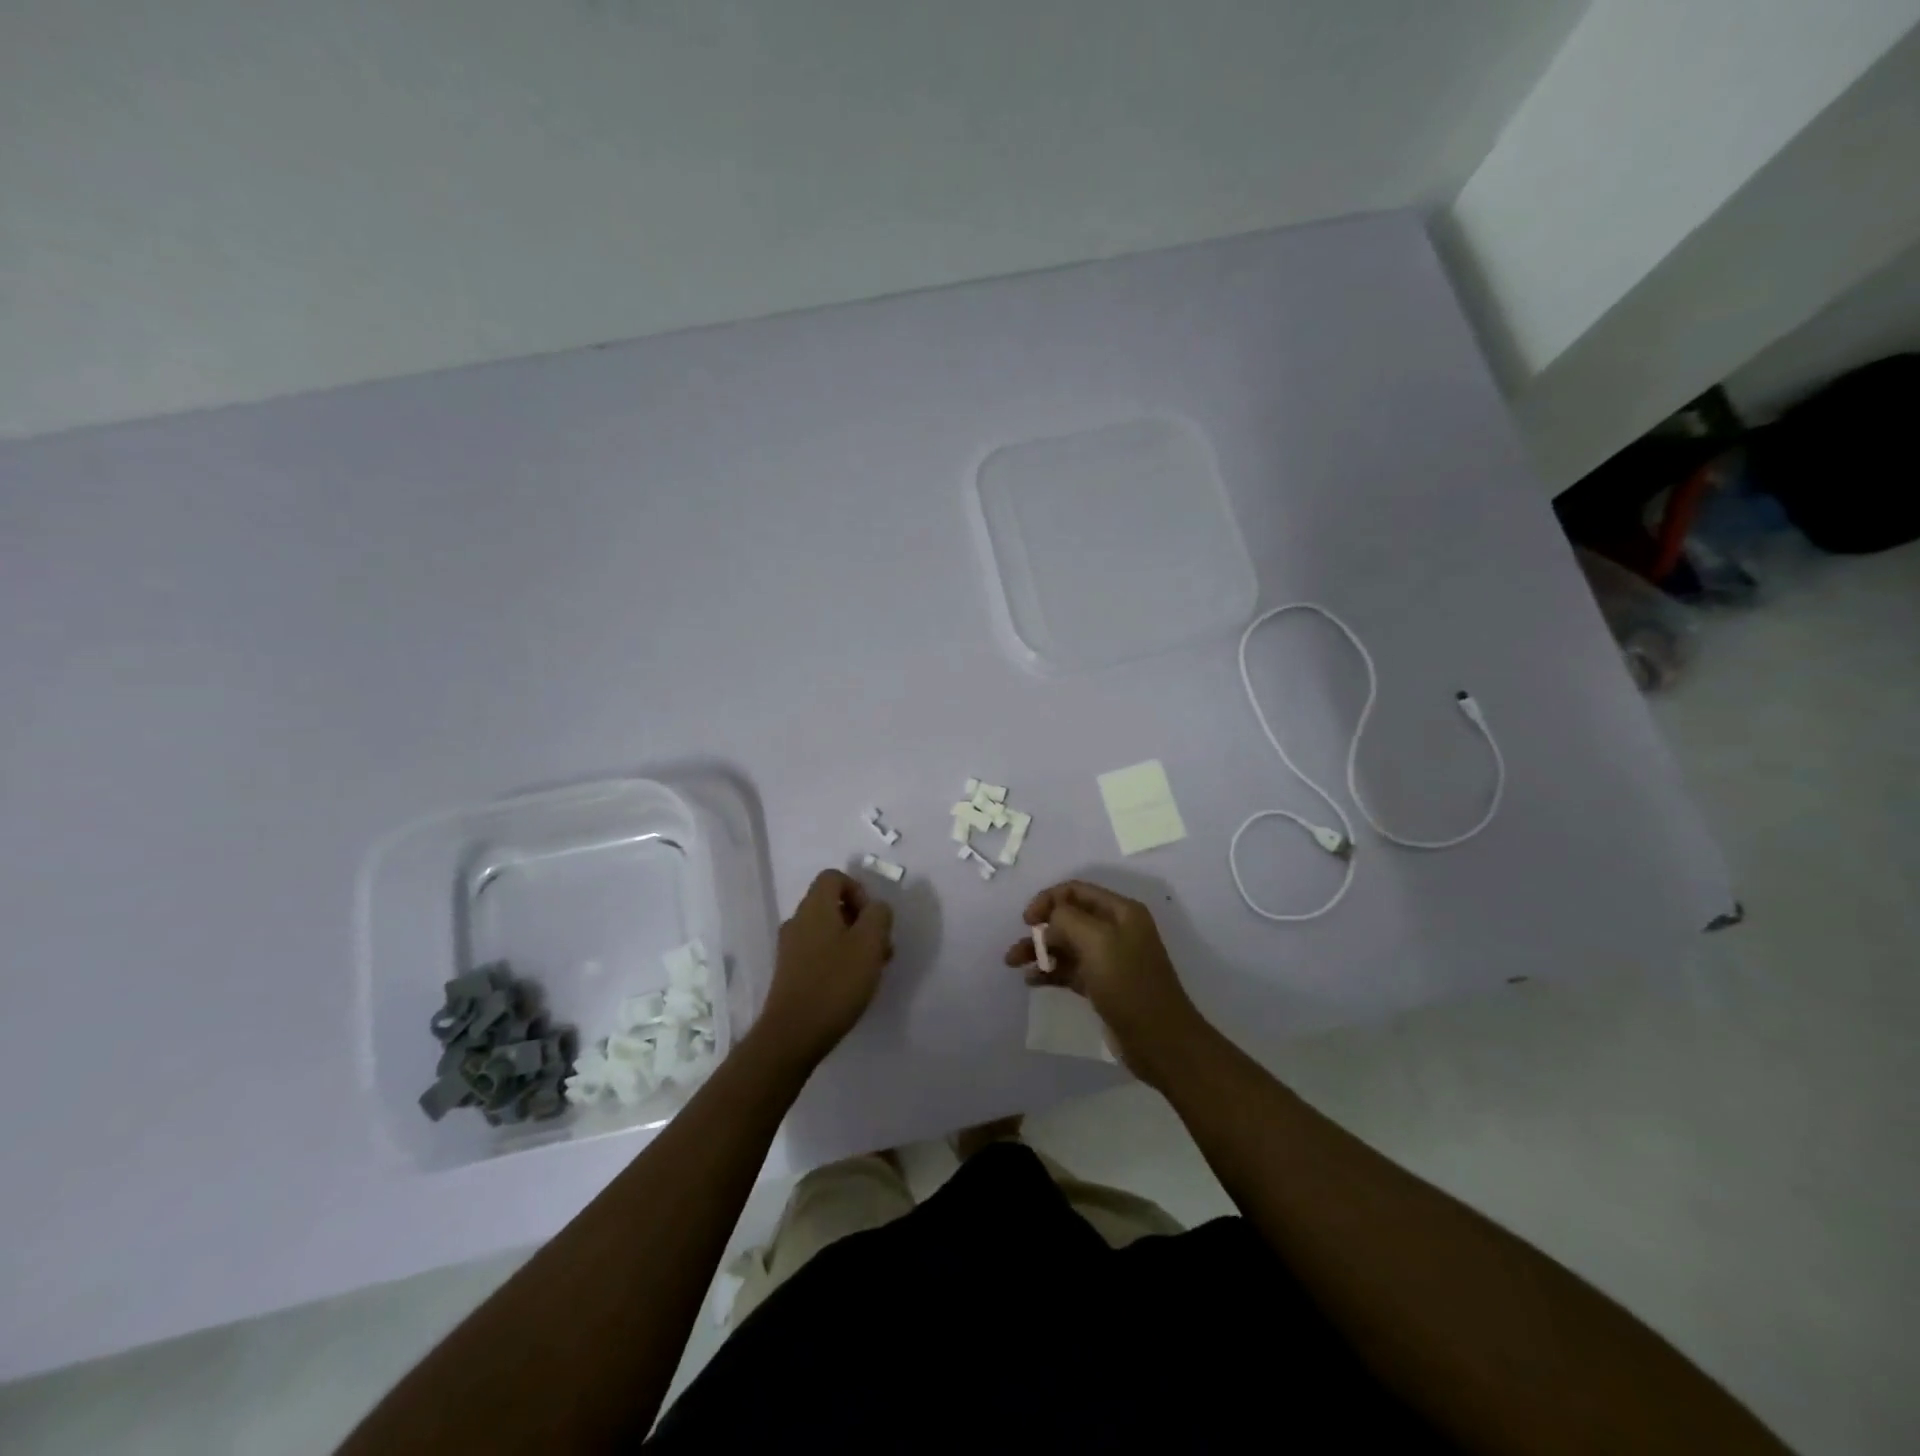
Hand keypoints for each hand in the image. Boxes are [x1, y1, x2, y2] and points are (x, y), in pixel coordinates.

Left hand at [756, 868, 893, 1068]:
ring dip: (852, 941)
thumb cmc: (835, 982)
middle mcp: (798, 920)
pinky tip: (851, 984)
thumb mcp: (870, 943)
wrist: (792, 1034)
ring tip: (871, 969)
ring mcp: (790, 947)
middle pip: (831, 904)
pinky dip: (837, 958)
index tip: (872, 918)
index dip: (858, 890)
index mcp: (815, 907)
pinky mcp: (789, 972)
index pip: (834, 877)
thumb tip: (875, 908)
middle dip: (860, 920)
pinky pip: (818, 951)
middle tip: (880, 947)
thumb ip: (879, 915)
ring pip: (827, 930)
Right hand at [1005, 879, 1212, 1087]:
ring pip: (1066, 945)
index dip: (1048, 900)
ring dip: (1039, 951)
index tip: (1026, 920)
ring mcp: (1109, 958)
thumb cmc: (1128, 984)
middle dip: (1040, 930)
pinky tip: (1031, 980)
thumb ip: (1067, 919)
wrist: (1160, 1041)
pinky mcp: (1102, 985)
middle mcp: (1115, 930)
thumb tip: (1050, 918)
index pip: (1076, 891)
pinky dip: (1050, 971)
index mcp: (1121, 912)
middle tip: (1016, 949)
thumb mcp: (1097, 941)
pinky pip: (1069, 969)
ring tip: (1013, 963)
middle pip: (1068, 919)